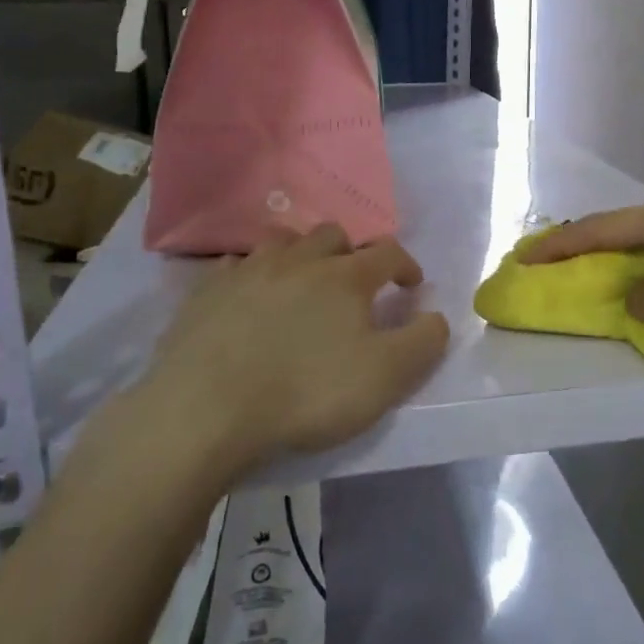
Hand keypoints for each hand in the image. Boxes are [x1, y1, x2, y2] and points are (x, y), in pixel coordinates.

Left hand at [136, 224, 448, 472]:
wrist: (207, 408)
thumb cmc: (307, 392)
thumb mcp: (385, 377)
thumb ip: (423, 342)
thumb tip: (436, 316)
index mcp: (345, 277)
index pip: (388, 252)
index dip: (406, 265)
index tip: (412, 285)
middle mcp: (299, 260)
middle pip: (334, 235)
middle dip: (352, 252)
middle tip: (354, 284)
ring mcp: (248, 270)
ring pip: (283, 241)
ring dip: (302, 255)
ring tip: (303, 282)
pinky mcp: (207, 291)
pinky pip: (236, 266)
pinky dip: (253, 275)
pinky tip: (249, 297)